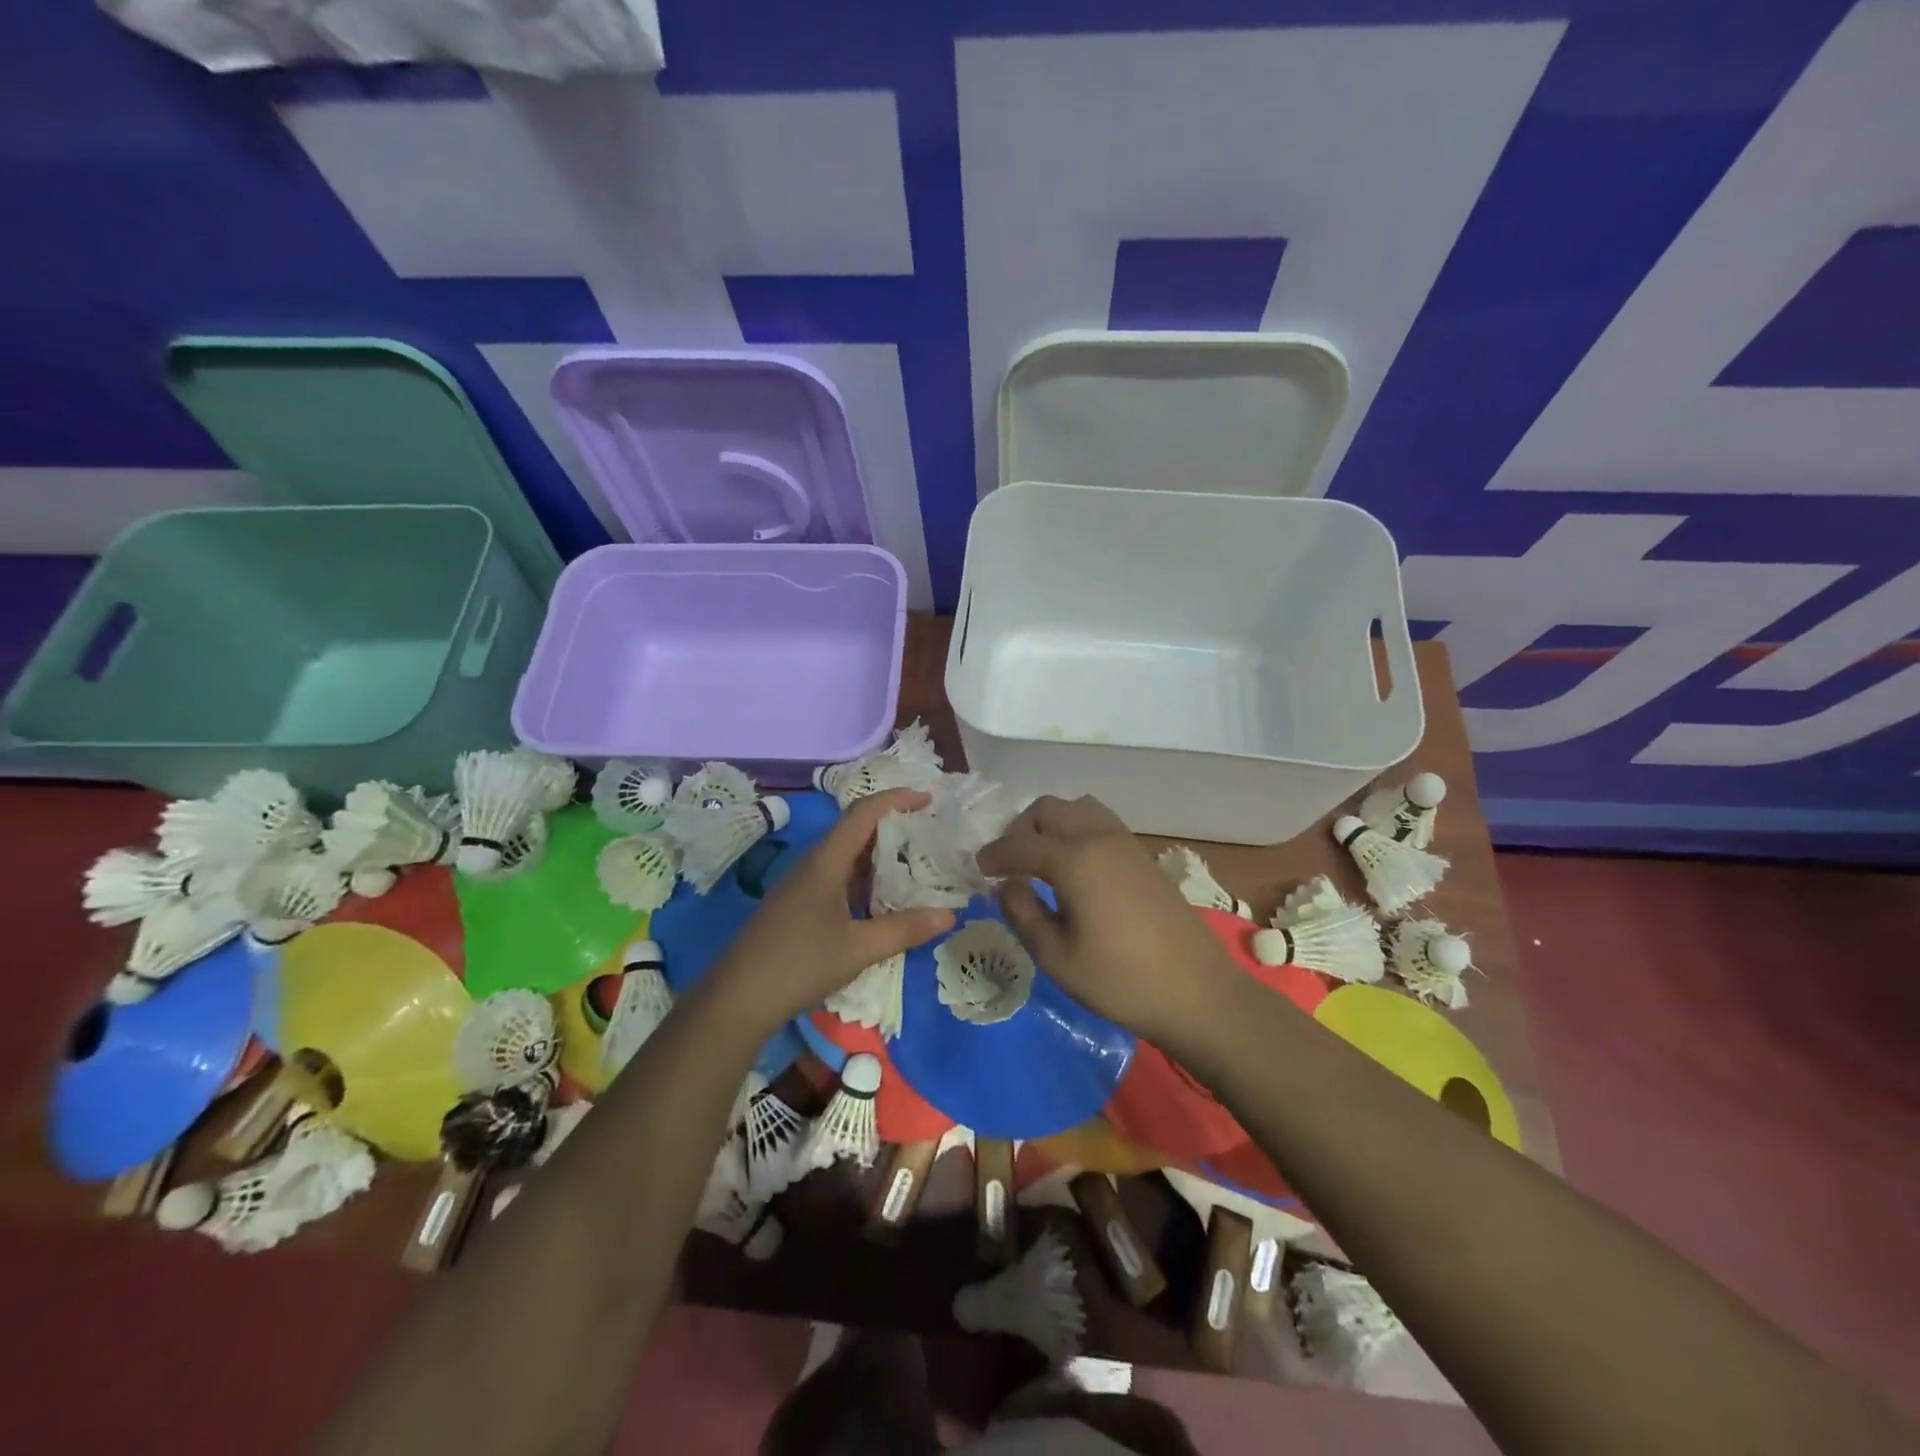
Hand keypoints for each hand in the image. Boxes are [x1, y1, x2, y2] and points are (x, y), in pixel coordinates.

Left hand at [710, 789, 955, 1030]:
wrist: (737, 999)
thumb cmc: (798, 964)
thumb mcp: (858, 948)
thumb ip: (904, 929)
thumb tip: (950, 914)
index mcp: (826, 861)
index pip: (863, 813)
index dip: (896, 799)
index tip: (928, 799)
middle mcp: (813, 864)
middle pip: (856, 830)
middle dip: (893, 826)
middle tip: (931, 833)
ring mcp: (803, 885)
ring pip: (847, 856)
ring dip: (880, 855)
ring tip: (917, 863)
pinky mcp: (798, 905)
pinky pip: (838, 877)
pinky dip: (866, 879)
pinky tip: (884, 899)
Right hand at [978, 795, 1241, 1045]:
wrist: (1197, 992)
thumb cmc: (1119, 980)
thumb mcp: (1056, 956)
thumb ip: (1022, 913)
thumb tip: (1007, 886)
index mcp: (1073, 859)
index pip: (1019, 844)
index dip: (994, 855)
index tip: (979, 870)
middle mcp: (1098, 838)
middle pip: (1048, 809)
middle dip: (1021, 829)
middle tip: (1010, 863)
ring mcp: (1126, 843)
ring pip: (1078, 808)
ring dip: (1052, 824)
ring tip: (1042, 860)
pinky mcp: (1144, 856)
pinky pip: (1100, 823)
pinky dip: (1077, 831)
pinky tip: (1076, 869)